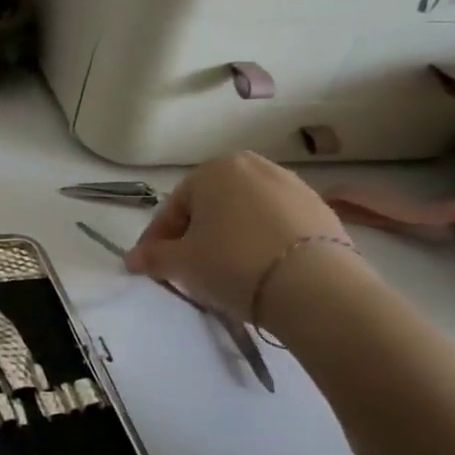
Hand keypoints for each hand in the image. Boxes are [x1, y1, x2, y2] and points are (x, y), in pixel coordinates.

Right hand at [125, 153, 348, 321]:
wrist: (316, 288)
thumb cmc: (234, 263)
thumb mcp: (181, 263)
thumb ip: (153, 257)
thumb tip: (133, 258)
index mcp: (214, 168)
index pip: (174, 207)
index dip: (158, 240)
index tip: (152, 266)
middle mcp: (254, 166)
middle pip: (211, 206)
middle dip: (195, 235)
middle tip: (188, 268)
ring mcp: (293, 186)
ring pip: (244, 214)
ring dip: (229, 238)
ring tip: (225, 273)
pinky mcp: (322, 211)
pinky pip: (276, 225)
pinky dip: (261, 243)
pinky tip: (260, 271)